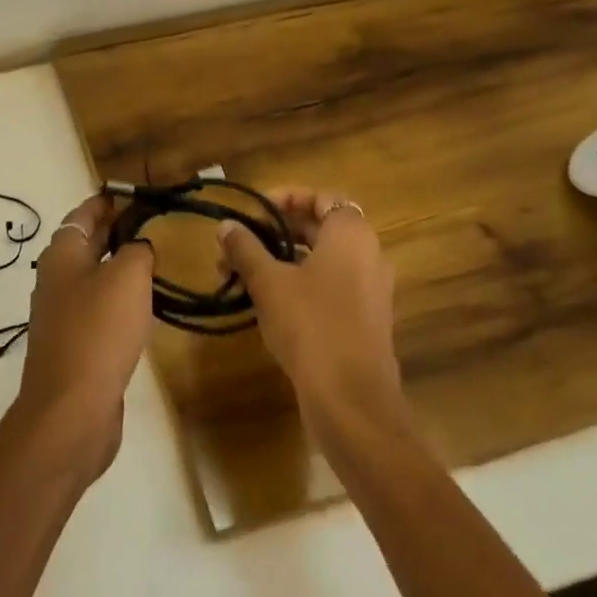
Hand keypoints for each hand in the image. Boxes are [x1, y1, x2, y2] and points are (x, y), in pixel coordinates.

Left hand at [11, 193, 154, 480]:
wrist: (71, 409)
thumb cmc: (99, 330)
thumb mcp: (127, 277)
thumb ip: (137, 251)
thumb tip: (139, 247)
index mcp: (62, 253)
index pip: (85, 213)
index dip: (108, 201)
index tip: (135, 192)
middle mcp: (57, 278)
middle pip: (87, 243)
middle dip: (117, 230)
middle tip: (154, 222)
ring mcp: (63, 313)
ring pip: (94, 276)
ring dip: (120, 265)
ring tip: (156, 259)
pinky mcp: (75, 344)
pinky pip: (99, 308)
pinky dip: (120, 298)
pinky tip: (144, 305)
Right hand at [218, 187, 400, 415]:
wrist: (351, 399)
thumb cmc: (310, 324)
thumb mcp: (268, 282)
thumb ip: (246, 248)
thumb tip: (226, 225)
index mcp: (351, 235)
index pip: (322, 198)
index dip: (287, 198)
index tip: (254, 211)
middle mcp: (369, 256)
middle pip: (320, 228)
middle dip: (276, 232)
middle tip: (239, 242)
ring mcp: (370, 291)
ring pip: (321, 261)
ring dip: (281, 260)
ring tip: (239, 274)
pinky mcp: (364, 321)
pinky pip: (329, 287)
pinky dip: (298, 284)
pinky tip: (264, 302)